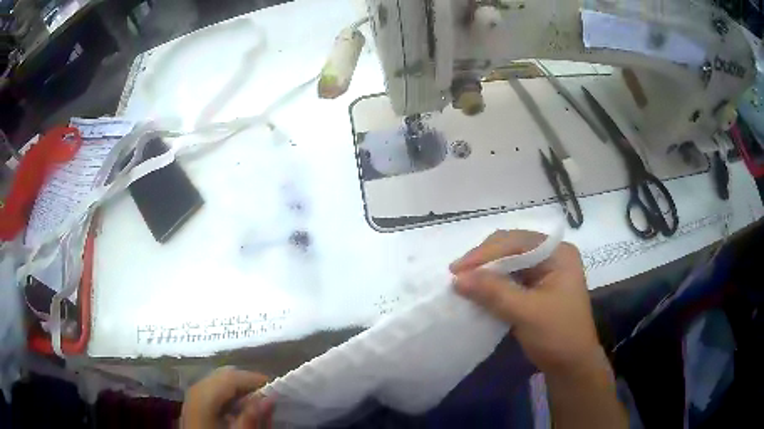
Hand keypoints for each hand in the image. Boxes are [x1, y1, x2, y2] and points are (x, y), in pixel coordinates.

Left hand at [181, 367, 273, 428]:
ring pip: (218, 381)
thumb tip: (270, 396)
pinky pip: (213, 390)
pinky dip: (228, 395)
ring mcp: (193, 395)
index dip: (255, 379)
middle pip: (224, 375)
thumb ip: (253, 417)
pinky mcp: (194, 403)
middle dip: (246, 383)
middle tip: (267, 396)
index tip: (276, 388)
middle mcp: (196, 389)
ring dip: (238, 389)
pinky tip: (238, 409)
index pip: (232, 376)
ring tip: (255, 403)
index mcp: (204, 395)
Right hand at [450, 229, 601, 378]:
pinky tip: (477, 290)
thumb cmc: (557, 335)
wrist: (571, 366)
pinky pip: (509, 278)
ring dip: (486, 272)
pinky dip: (492, 283)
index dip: (485, 253)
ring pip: (508, 262)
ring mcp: (544, 271)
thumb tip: (457, 278)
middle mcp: (552, 256)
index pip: (517, 242)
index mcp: (558, 254)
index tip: (457, 270)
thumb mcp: (526, 313)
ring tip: (462, 282)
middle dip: (484, 260)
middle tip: (457, 275)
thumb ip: (494, 292)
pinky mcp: (536, 287)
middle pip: (511, 247)